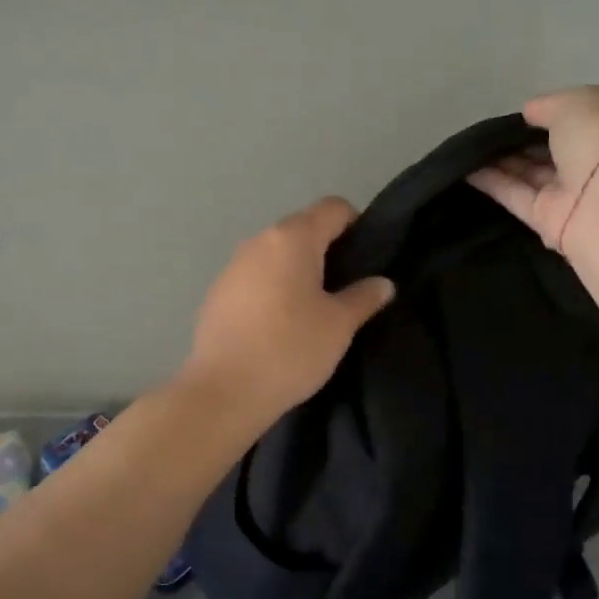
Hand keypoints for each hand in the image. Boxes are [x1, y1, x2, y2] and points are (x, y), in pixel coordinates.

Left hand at [181, 197, 395, 422]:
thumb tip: (382, 283)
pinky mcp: (216, 293)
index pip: (333, 207)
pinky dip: (271, 289)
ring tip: (312, 309)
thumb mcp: (339, 325)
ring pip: (275, 254)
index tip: (365, 259)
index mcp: (292, 238)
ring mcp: (232, 266)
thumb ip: (364, 297)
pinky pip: (254, 278)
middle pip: (302, 228)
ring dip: (296, 270)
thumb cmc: (291, 348)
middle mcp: (259, 240)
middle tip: (345, 288)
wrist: (224, 390)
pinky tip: (278, 325)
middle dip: (326, 250)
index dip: (356, 224)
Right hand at [468, 86, 598, 251]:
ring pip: (531, 172)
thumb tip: (529, 113)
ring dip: (502, 159)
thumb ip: (548, 105)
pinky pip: (516, 196)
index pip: (578, 117)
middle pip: (552, 148)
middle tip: (486, 131)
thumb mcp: (576, 104)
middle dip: (522, 139)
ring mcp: (571, 192)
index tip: (519, 112)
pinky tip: (466, 169)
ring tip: (470, 147)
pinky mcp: (548, 220)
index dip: (549, 113)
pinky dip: (492, 182)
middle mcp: (593, 160)